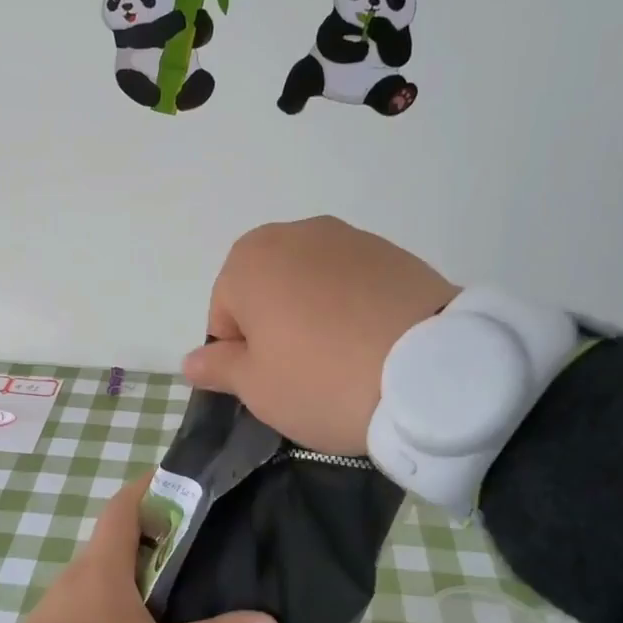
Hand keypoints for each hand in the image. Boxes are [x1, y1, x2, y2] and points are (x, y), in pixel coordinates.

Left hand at [12, 472, 280, 622]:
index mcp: (102, 564)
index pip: (126, 503)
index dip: (154, 486)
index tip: (189, 484)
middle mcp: (80, 574)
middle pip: (122, 536)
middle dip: (161, 532)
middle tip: (206, 541)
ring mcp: (65, 603)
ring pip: (110, 571)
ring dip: (144, 570)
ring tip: (187, 583)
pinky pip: (98, 600)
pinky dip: (126, 599)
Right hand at [182, 216, 457, 454]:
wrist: (430, 374)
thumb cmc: (322, 380)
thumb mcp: (257, 388)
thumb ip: (218, 368)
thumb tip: (191, 362)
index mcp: (249, 260)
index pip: (224, 315)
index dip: (241, 356)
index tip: (271, 384)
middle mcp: (296, 234)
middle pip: (267, 291)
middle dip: (276, 329)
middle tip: (304, 373)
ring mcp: (351, 238)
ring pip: (312, 286)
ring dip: (315, 317)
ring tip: (344, 361)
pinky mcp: (396, 253)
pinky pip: (355, 285)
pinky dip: (354, 310)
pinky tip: (375, 345)